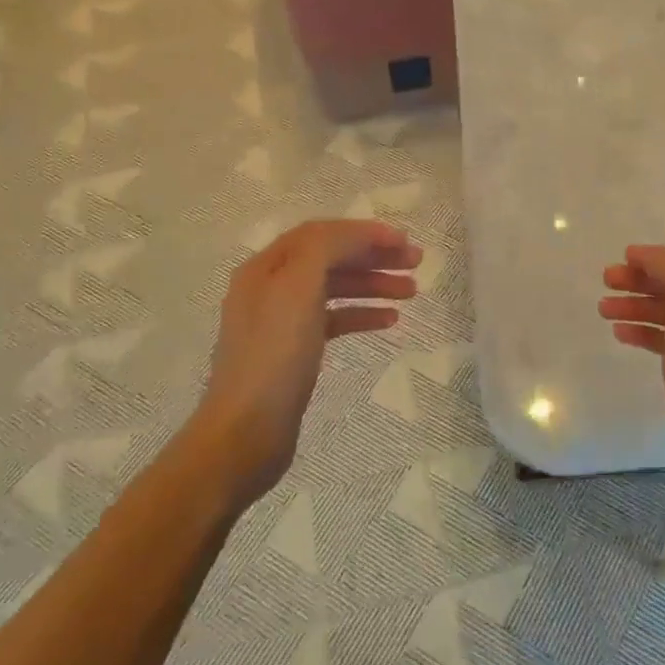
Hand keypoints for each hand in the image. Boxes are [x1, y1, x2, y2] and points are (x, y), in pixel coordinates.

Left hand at [195, 220, 420, 504]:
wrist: (247, 432)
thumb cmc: (274, 356)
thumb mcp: (297, 288)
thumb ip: (325, 248)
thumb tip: (356, 236)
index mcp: (266, 267)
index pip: (321, 234)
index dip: (364, 232)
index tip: (405, 241)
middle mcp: (271, 288)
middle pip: (330, 258)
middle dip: (373, 256)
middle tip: (416, 263)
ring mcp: (282, 322)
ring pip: (335, 289)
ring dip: (373, 284)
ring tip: (411, 291)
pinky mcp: (294, 352)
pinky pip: (334, 320)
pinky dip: (362, 315)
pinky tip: (389, 321)